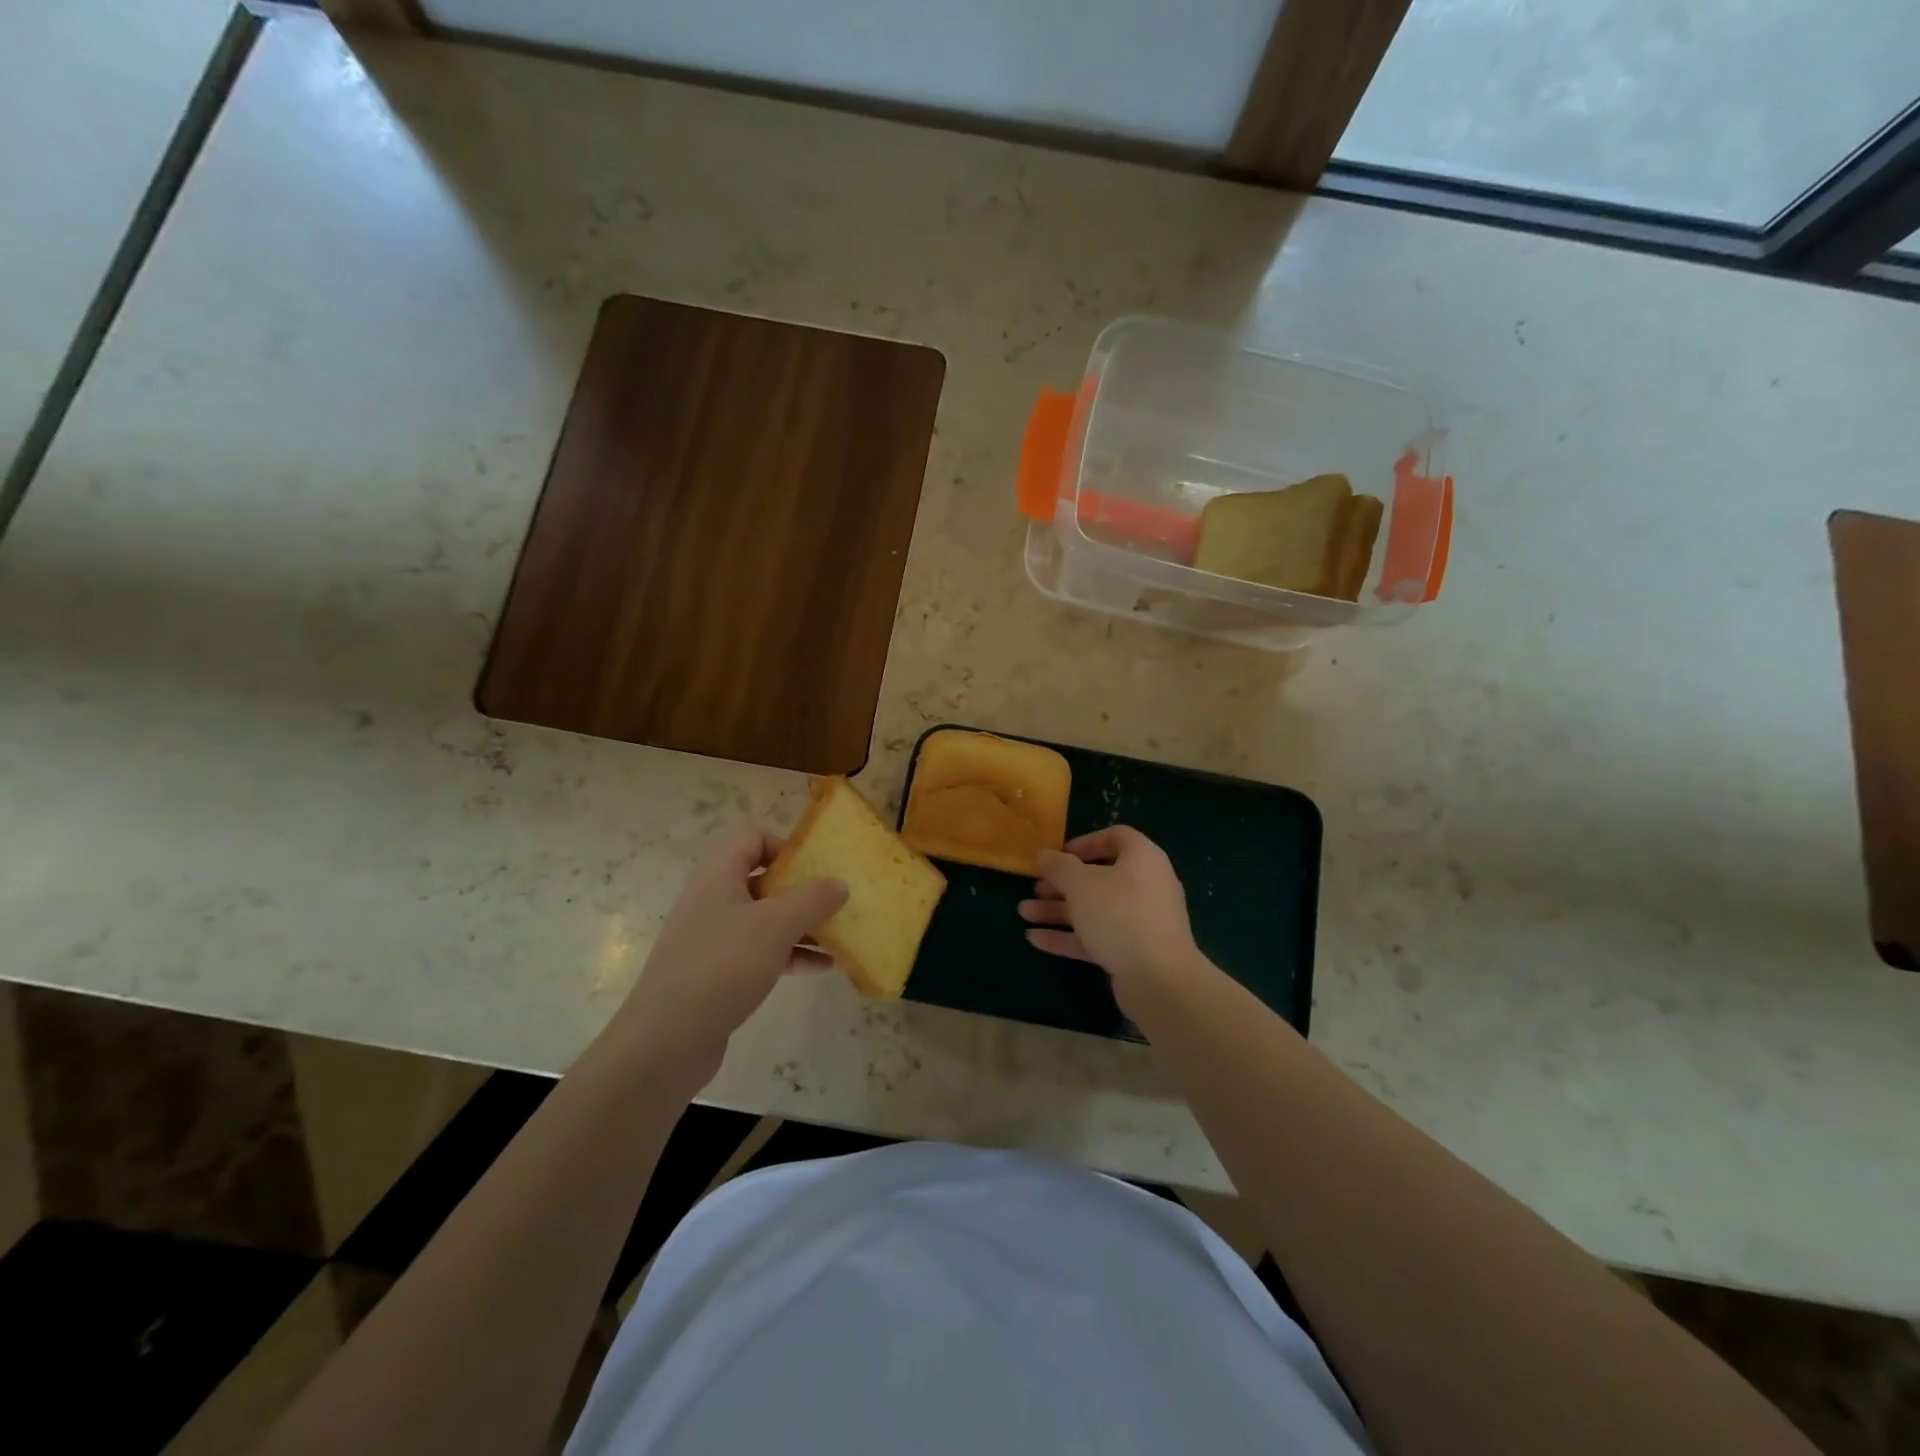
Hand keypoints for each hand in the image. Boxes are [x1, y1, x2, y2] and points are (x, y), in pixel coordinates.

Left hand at [606, 826, 846, 1092]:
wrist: (666, 1042)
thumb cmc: (722, 966)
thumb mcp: (775, 926)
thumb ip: (812, 899)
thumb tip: (839, 883)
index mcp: (718, 875)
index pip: (752, 837)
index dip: (785, 845)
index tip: (816, 867)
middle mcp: (713, 900)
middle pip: (762, 879)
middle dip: (802, 889)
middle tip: (835, 901)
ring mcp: (713, 938)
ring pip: (765, 918)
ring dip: (801, 924)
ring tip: (839, 935)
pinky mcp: (718, 973)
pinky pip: (760, 952)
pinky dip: (790, 954)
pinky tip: (822, 967)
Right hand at [1020, 826, 1208, 1009]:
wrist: (1159, 980)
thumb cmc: (1120, 915)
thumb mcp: (1081, 884)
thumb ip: (1059, 866)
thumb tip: (1043, 854)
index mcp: (1142, 859)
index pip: (1116, 837)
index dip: (1086, 842)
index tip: (1060, 854)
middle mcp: (1145, 886)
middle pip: (1099, 877)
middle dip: (1062, 883)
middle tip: (1035, 888)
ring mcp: (1141, 921)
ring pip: (1094, 909)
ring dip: (1058, 910)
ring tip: (1024, 913)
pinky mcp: (1133, 952)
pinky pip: (1097, 937)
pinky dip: (1068, 936)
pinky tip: (1035, 939)